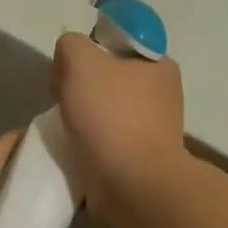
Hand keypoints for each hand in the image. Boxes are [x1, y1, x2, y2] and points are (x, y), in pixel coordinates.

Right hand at [51, 32, 186, 217]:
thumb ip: (71, 44)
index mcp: (158, 62)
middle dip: (82, 83)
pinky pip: (109, 136)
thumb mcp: (80, 60)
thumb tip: (70, 60)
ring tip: (68, 125)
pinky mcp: (143, 156)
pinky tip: (77, 146)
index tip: (72, 68)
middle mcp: (162, 91)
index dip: (89, 48)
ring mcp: (155, 126)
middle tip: (64, 96)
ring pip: (107, 106)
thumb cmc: (112, 116)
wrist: (134, 188)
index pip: (117, 40)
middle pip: (108, 73)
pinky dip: (91, 140)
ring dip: (84, 113)